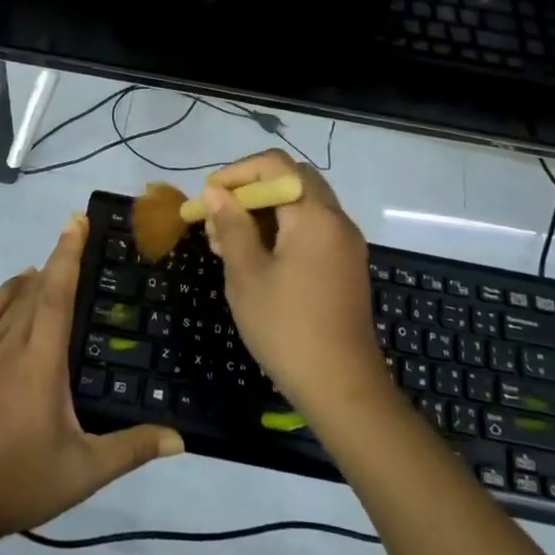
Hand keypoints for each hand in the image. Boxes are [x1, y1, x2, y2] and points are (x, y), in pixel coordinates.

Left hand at [0, 216, 183, 536]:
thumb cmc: (17, 482)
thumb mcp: (82, 472)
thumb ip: (131, 449)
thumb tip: (180, 438)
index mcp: (40, 361)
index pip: (56, 295)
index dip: (68, 254)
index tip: (76, 221)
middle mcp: (9, 345)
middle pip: (34, 291)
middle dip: (55, 260)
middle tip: (72, 236)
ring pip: (6, 302)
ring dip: (28, 280)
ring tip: (44, 266)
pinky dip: (0, 299)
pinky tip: (8, 298)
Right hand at [201, 151, 388, 418]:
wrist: (342, 388)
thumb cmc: (287, 328)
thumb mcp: (247, 275)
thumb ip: (232, 226)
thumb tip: (216, 191)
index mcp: (314, 215)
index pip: (275, 166)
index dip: (237, 173)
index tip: (208, 196)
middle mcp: (336, 220)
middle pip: (291, 181)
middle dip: (250, 191)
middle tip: (219, 218)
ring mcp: (345, 243)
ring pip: (301, 205)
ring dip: (265, 213)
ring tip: (227, 243)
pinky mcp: (346, 265)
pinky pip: (312, 230)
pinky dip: (283, 231)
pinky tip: (255, 259)